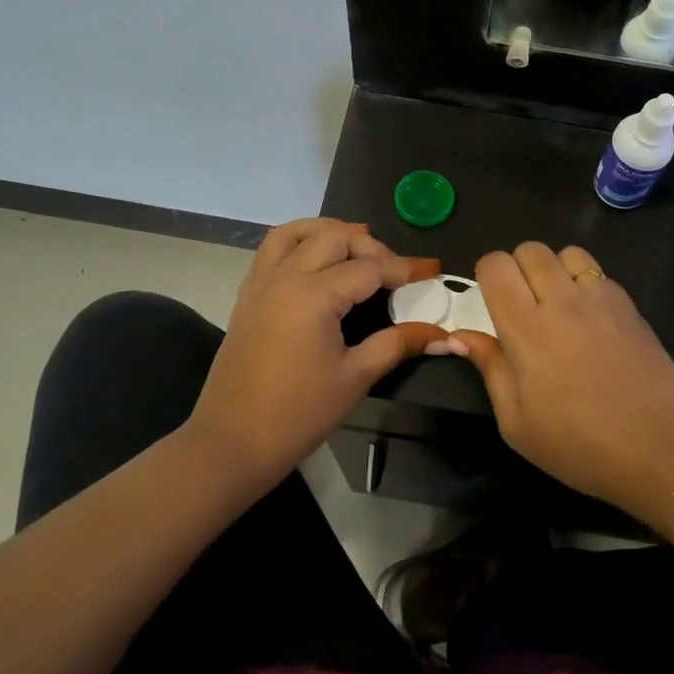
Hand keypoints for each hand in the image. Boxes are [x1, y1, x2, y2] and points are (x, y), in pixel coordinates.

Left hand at [191, 219, 444, 486]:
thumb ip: (397, 345)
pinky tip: (317, 264)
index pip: (368, 268)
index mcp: (313, 295)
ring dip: (329, 232)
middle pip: (334, 238)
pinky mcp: (247, 297)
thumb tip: (441, 334)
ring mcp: (260, 284)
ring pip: (295, 233)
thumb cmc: (298, 413)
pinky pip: (272, 250)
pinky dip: (299, 243)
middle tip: (395, 270)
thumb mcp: (355, 378)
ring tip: (356, 247)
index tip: (432, 269)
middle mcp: (285, 277)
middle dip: (370, 246)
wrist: (233, 441)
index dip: (404, 268)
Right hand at [440, 242, 673, 518]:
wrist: (661, 449)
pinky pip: (599, 273)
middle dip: (517, 268)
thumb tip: (459, 336)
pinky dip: (586, 284)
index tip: (491, 303)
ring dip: (554, 269)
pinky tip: (591, 319)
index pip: (495, 264)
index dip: (487, 275)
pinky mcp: (630, 305)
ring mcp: (601, 299)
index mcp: (525, 328)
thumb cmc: (579, 445)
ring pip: (567, 252)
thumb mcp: (516, 423)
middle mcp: (562, 300)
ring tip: (557, 304)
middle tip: (522, 305)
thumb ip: (489, 368)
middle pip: (530, 249)